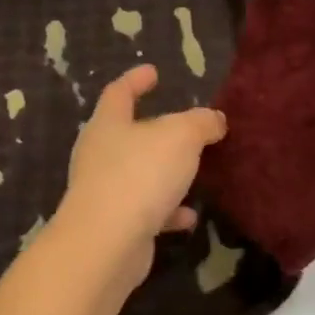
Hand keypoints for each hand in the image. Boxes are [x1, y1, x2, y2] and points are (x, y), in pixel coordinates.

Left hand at [54, 65, 226, 281]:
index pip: (119, 92)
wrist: (107, 242)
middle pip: (126, 133)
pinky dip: (167, 211)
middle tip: (180, 126)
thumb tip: (214, 120)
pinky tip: (189, 218)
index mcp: (108, 124)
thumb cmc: (140, 174)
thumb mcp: (181, 137)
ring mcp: (104, 191)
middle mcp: (100, 154)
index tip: (153, 71)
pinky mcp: (114, 224)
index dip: (136, 80)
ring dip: (163, 172)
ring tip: (192, 171)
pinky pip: (146, 210)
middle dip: (153, 129)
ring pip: (137, 173)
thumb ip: (200, 123)